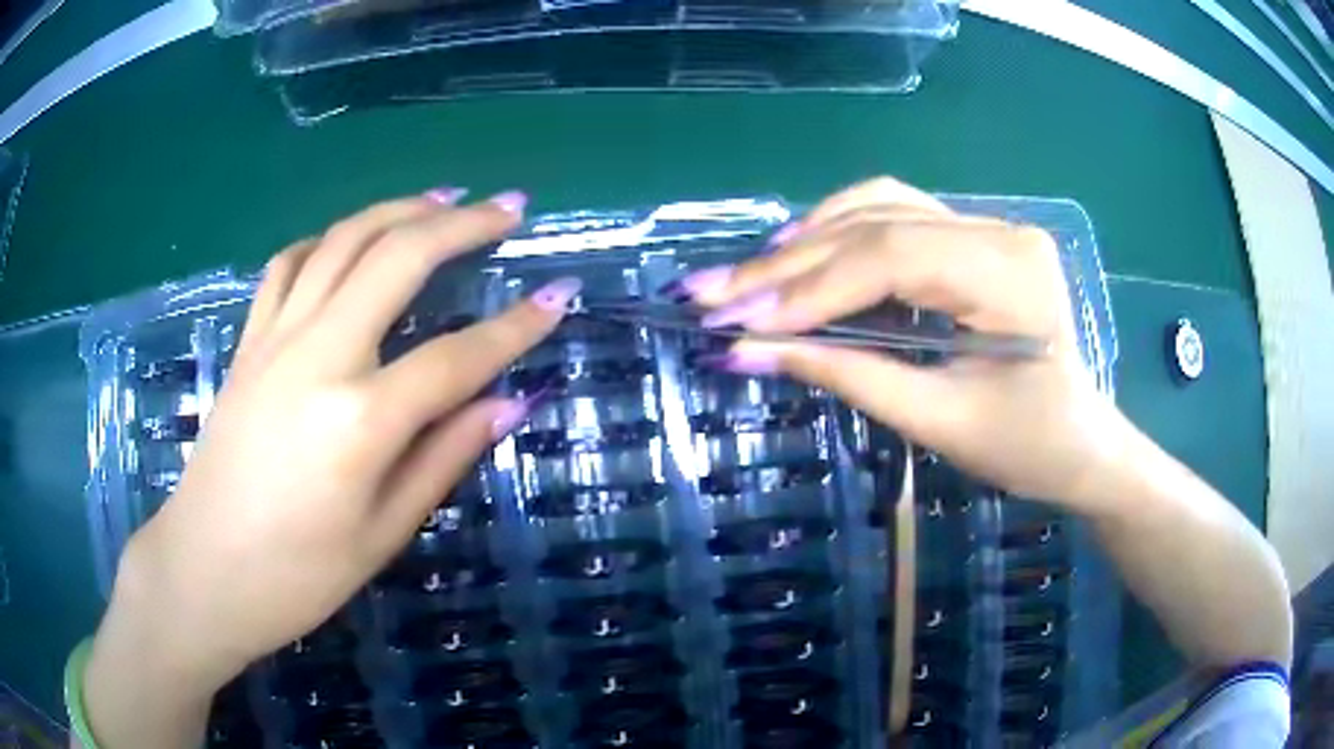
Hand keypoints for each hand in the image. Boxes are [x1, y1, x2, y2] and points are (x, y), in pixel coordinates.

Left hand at [109, 188, 578, 687]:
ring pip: (343, 241)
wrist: (204, 569)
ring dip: (399, 209)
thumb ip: (444, 457)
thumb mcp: (383, 534)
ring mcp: (275, 340)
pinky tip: (352, 239)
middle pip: (398, 259)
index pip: (457, 356)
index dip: (517, 326)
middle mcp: (317, 357)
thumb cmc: (298, 575)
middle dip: (462, 224)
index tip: (560, 295)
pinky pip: (290, 264)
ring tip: (443, 197)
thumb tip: (508, 404)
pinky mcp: (248, 342)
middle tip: (508, 207)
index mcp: (359, 420)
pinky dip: (329, 238)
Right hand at [676, 177, 1127, 508]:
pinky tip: (800, 254)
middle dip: (787, 265)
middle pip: (877, 225)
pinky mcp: (976, 238)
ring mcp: (990, 226)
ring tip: (747, 277)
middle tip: (709, 292)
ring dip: (808, 240)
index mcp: (1010, 273)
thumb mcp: (938, 421)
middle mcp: (1000, 229)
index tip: (732, 319)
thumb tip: (748, 351)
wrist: (1083, 444)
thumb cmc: (1027, 448)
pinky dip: (842, 235)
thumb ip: (847, 374)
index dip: (805, 288)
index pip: (889, 257)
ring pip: (881, 207)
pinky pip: (897, 218)